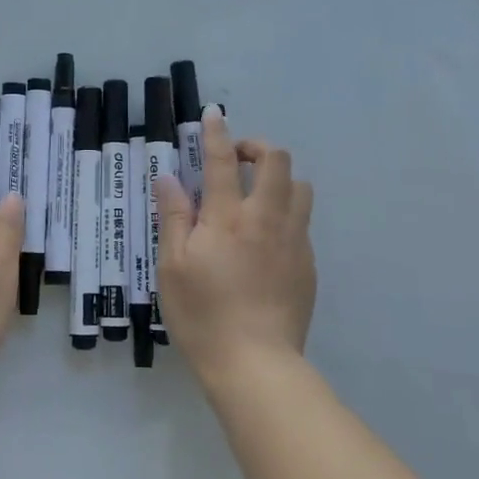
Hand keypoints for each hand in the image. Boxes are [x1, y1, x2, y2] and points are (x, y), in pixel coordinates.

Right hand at [154, 110, 315, 389]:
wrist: (255, 364)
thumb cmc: (202, 315)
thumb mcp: (172, 267)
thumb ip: (174, 217)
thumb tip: (170, 178)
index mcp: (228, 218)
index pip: (224, 160)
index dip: (217, 132)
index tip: (214, 114)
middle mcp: (267, 219)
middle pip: (277, 161)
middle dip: (258, 148)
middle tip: (237, 162)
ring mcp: (294, 241)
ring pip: (300, 187)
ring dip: (279, 179)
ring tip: (256, 196)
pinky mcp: (308, 264)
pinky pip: (303, 222)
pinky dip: (286, 213)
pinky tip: (267, 240)